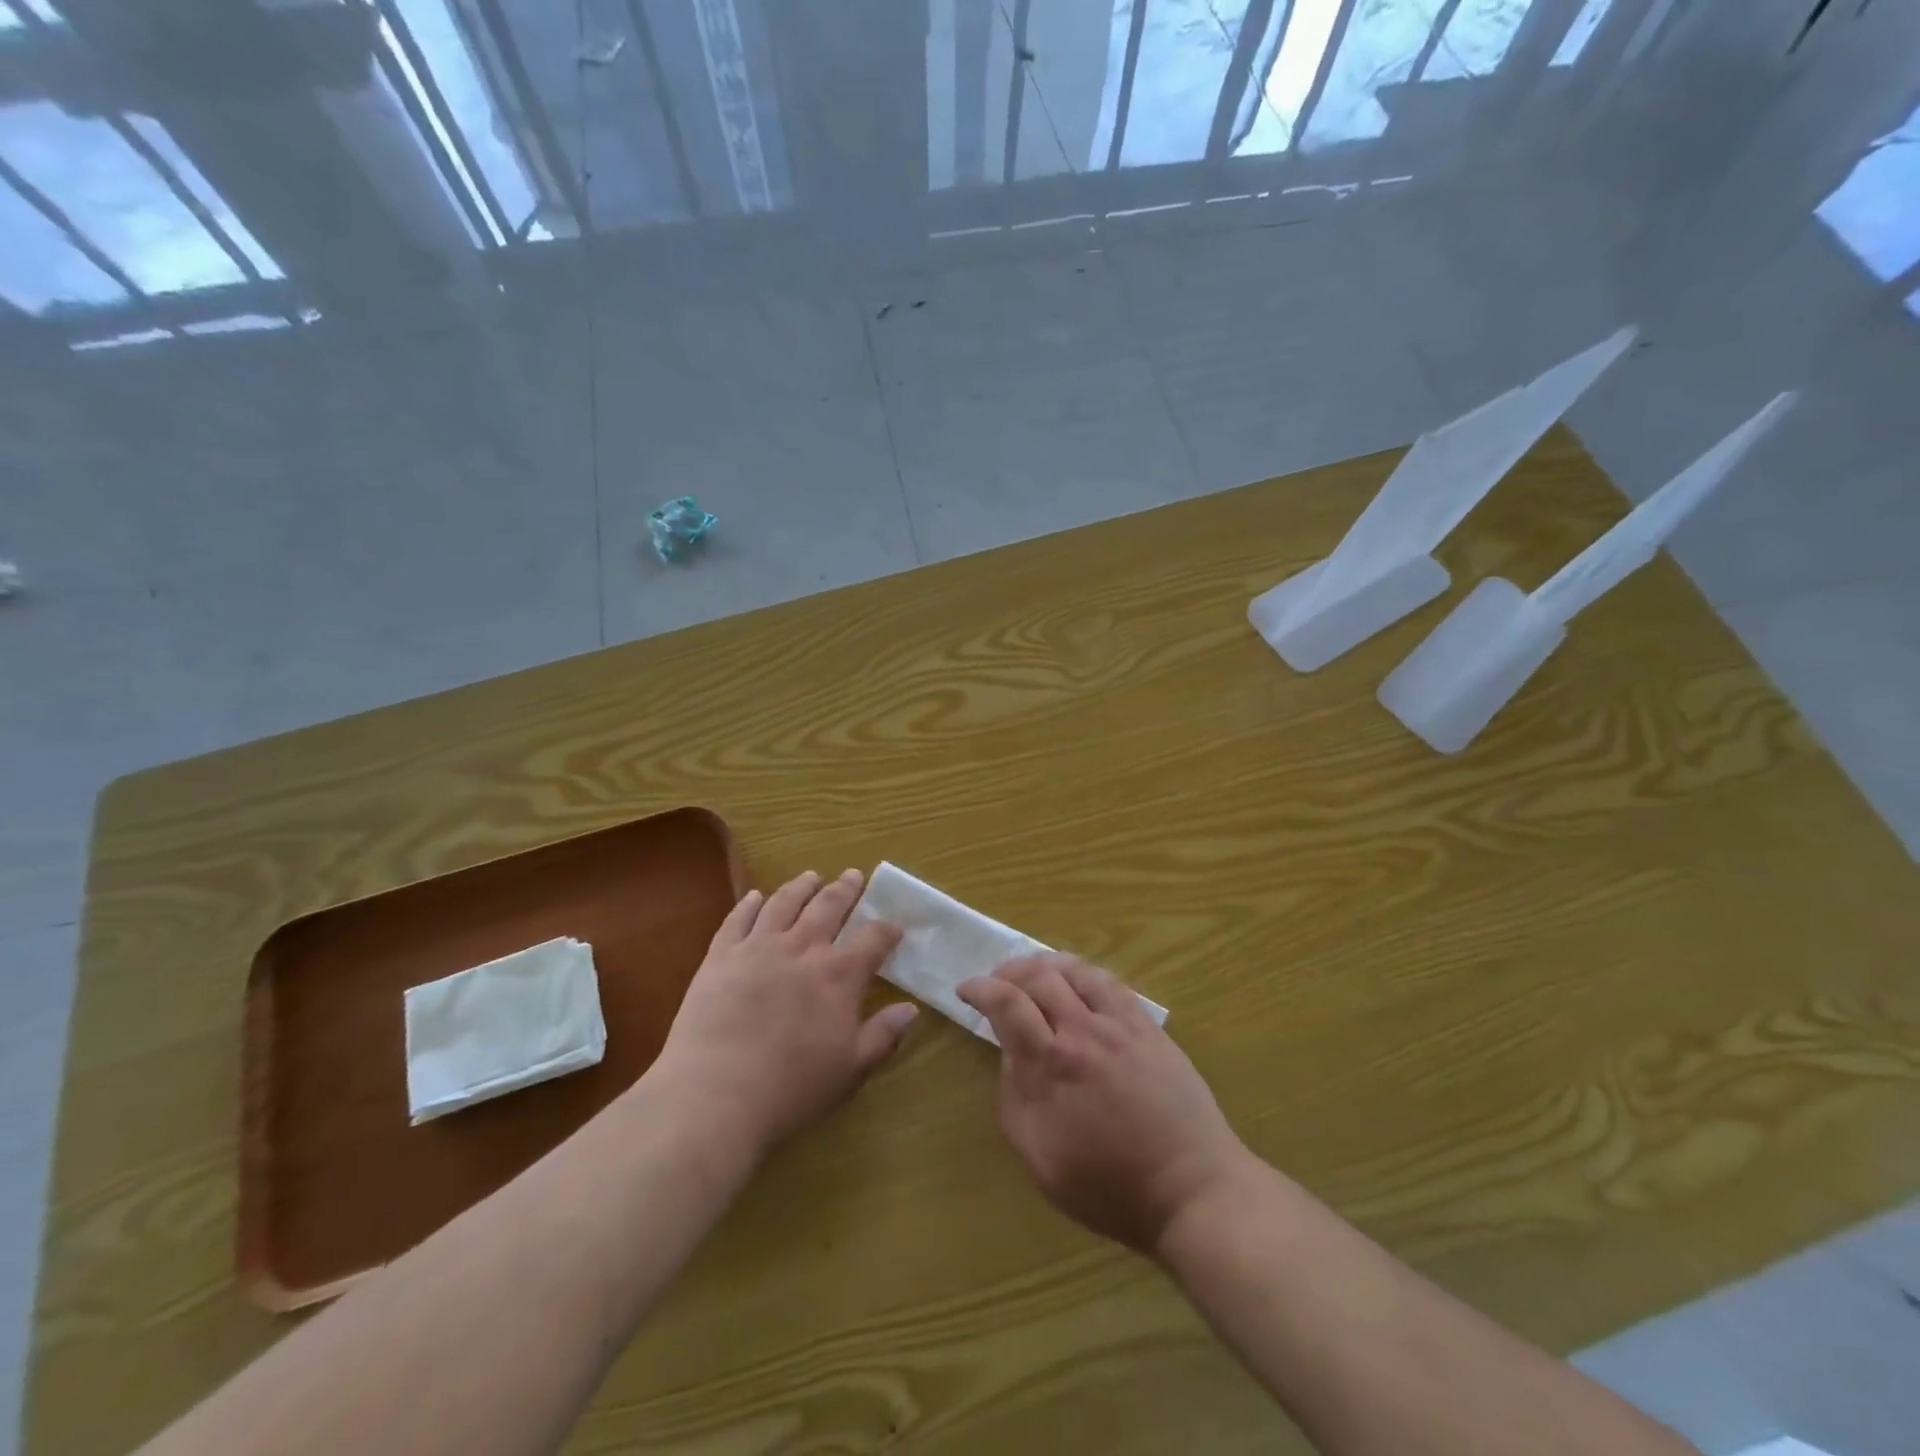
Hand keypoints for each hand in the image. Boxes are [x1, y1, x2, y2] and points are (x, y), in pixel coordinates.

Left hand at [652, 869, 914, 1158]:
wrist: (714, 1096)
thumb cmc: (791, 1089)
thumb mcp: (851, 1070)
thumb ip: (884, 1036)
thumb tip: (911, 1010)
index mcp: (839, 975)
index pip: (873, 939)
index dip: (887, 930)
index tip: (895, 927)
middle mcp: (802, 948)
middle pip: (829, 907)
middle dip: (846, 890)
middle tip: (855, 875)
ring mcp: (757, 948)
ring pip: (784, 903)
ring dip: (801, 887)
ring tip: (811, 877)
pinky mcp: (720, 957)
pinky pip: (737, 919)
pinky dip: (749, 904)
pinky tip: (755, 896)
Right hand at [958, 954, 1251, 1256]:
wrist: (1191, 1189)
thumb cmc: (1110, 1187)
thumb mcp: (1041, 1158)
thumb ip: (1015, 1098)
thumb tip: (1010, 1054)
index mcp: (1051, 1065)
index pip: (1007, 1003)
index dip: (981, 988)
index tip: (966, 989)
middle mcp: (1083, 1031)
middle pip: (1039, 977)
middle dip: (1009, 971)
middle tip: (996, 981)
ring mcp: (1120, 1025)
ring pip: (1076, 970)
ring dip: (1045, 964)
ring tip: (1031, 973)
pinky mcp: (1148, 1027)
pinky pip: (1110, 982)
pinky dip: (1084, 972)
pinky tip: (1077, 981)